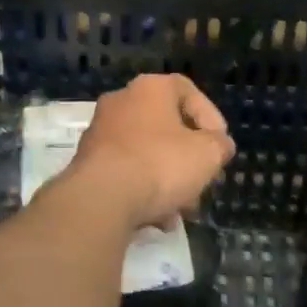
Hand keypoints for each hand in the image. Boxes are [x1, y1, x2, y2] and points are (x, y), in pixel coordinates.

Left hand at [68, 74, 234, 229]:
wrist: (101, 197)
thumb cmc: (160, 164)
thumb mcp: (207, 154)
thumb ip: (219, 145)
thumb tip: (219, 145)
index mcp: (150, 88)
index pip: (187, 90)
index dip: (209, 117)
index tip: (219, 145)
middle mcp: (121, 100)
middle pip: (165, 124)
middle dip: (187, 156)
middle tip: (202, 180)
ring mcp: (100, 130)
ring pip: (145, 151)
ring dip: (166, 178)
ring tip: (182, 209)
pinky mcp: (87, 161)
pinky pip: (125, 171)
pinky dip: (142, 189)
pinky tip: (157, 218)